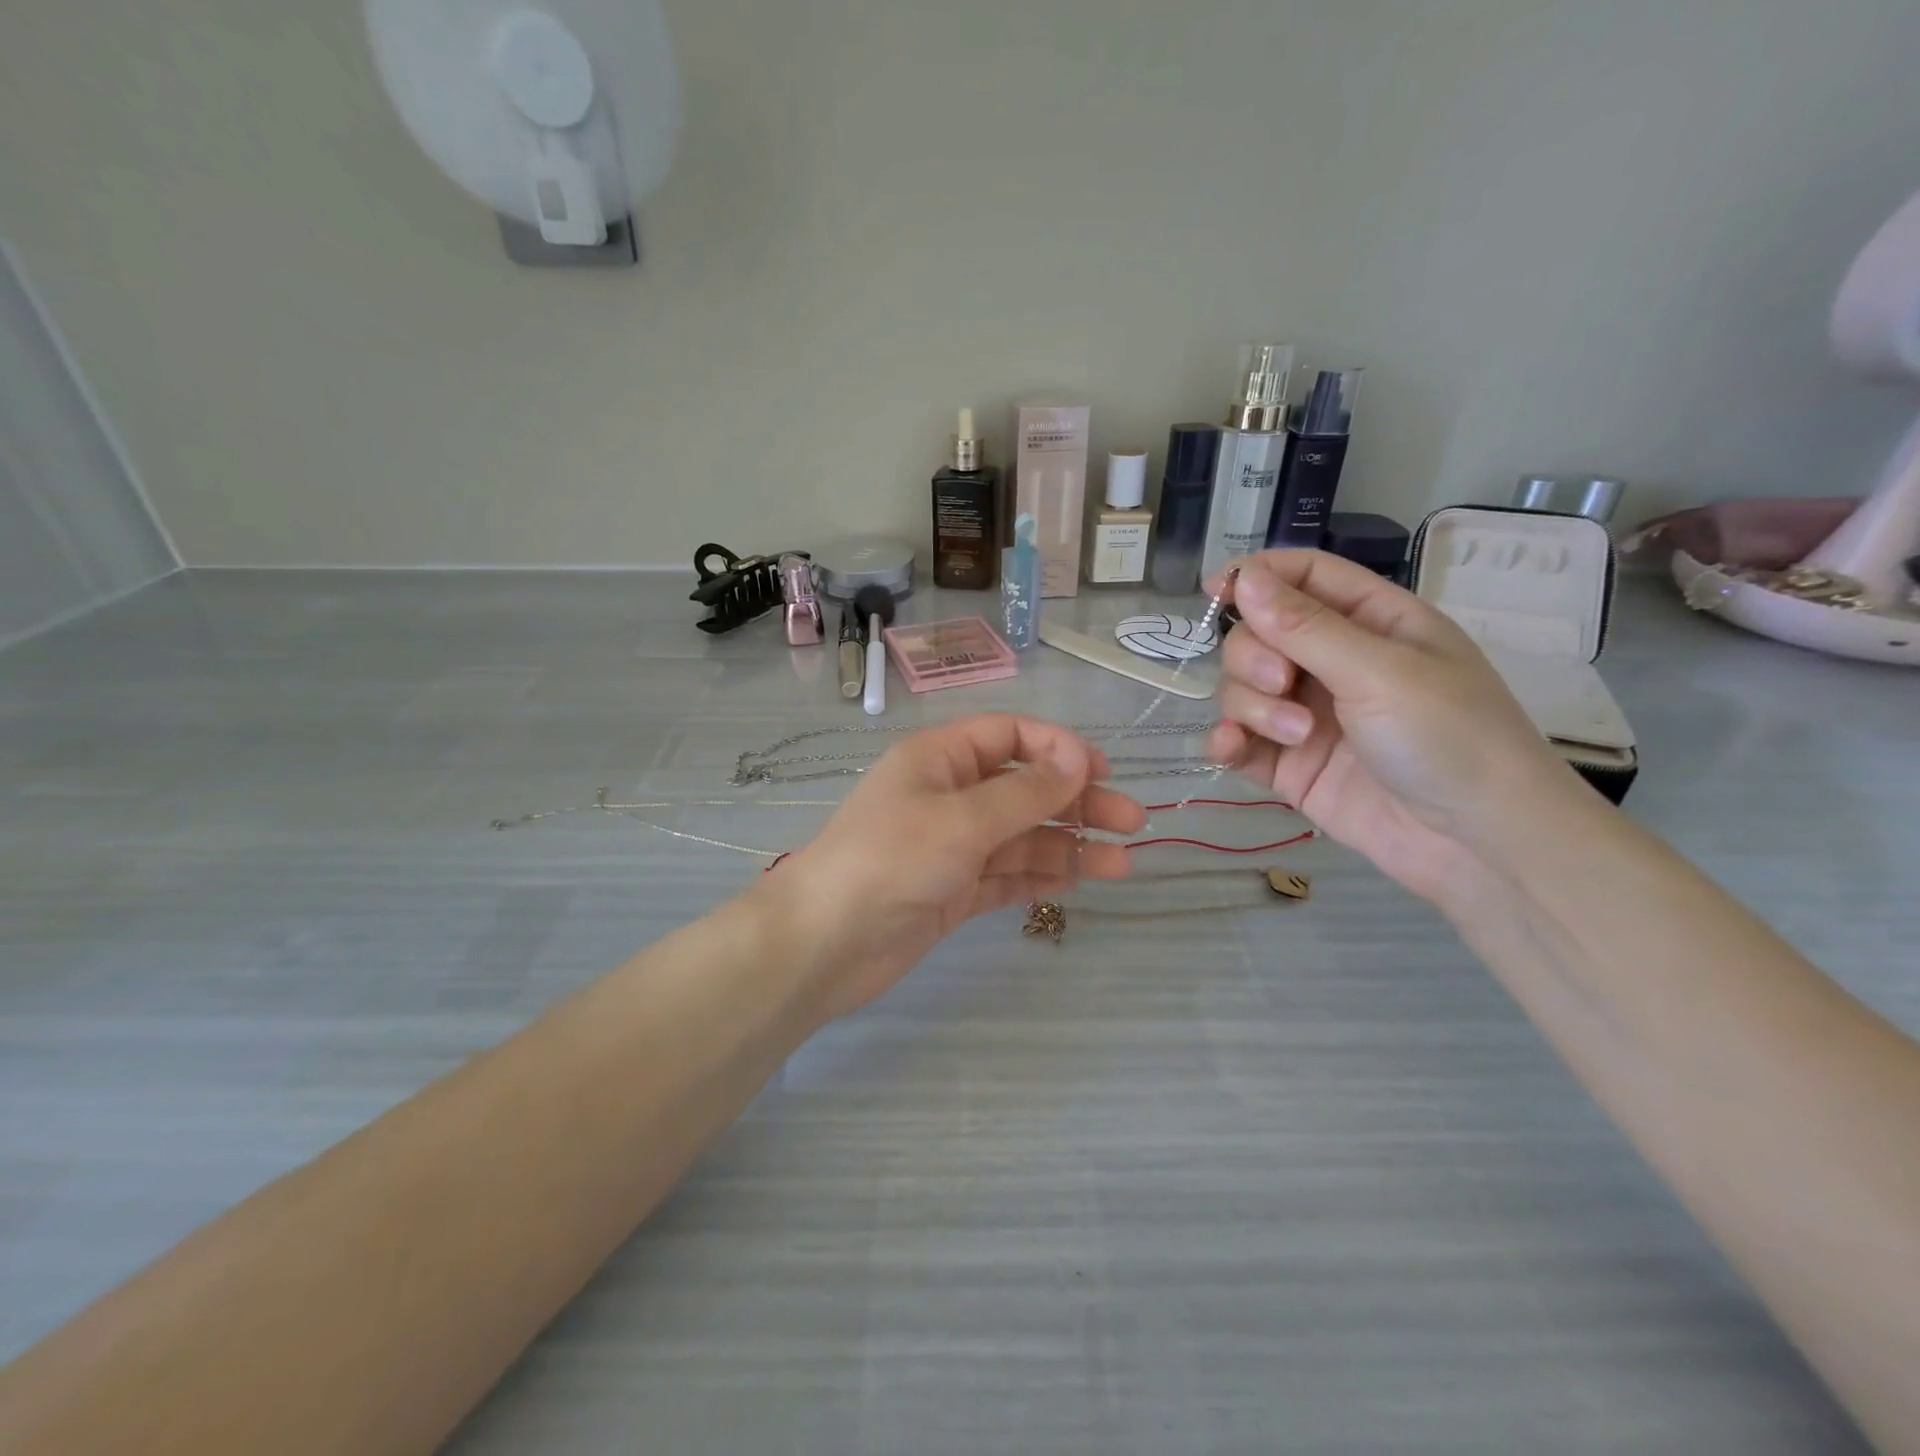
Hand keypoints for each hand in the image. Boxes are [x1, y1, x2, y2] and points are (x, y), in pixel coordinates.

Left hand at [761, 715, 1146, 1020]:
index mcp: (940, 759)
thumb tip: (1078, 757)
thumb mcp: (962, 818)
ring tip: (1121, 864)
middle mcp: (948, 796)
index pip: (1009, 736)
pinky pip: (1007, 875)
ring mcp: (952, 846)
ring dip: (1069, 846)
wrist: (825, 943)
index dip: (1057, 747)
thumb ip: (1025, 792)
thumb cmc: (890, 860)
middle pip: (1024, 788)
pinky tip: (1077, 882)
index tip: (1101, 771)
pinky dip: (1040, 876)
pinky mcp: (953, 891)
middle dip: (1077, 802)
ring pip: (1022, 837)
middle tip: (1132, 822)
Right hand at [1205, 551, 1589, 900]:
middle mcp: (1334, 663)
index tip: (1213, 590)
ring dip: (1252, 706)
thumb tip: (1243, 576)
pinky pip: (1239, 741)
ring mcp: (1307, 716)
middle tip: (1282, 682)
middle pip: (1258, 635)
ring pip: (1242, 688)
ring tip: (1296, 736)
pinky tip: (1229, 749)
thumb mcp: (1380, 671)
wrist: (1475, 844)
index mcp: (1371, 623)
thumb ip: (1304, 627)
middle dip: (1255, 656)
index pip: (1303, 578)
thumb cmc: (1449, 737)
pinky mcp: (1289, 765)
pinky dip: (1226, 741)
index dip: (1258, 576)